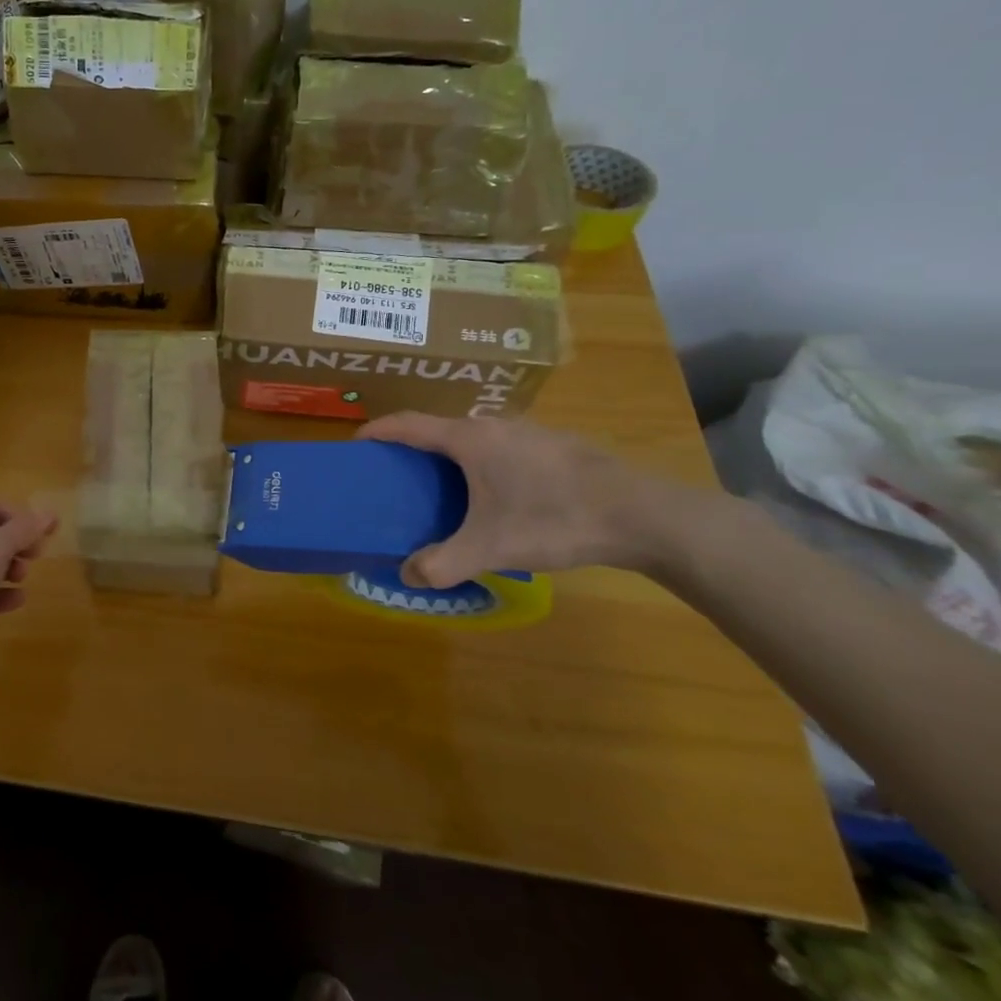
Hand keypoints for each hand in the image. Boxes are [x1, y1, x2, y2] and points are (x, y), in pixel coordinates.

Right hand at [357, 412, 671, 587]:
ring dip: (451, 458)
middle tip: (398, 478)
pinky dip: (483, 464)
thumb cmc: (554, 519)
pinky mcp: (556, 446)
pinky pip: (502, 448)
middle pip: (439, 429)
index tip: (356, 446)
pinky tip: (499, 497)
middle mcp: (493, 425)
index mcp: (468, 439)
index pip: (407, 424)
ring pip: (474, 439)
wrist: (645, 515)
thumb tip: (407, 576)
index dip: (377, 431)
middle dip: (412, 450)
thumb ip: (443, 563)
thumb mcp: (491, 547)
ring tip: (444, 490)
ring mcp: (529, 432)